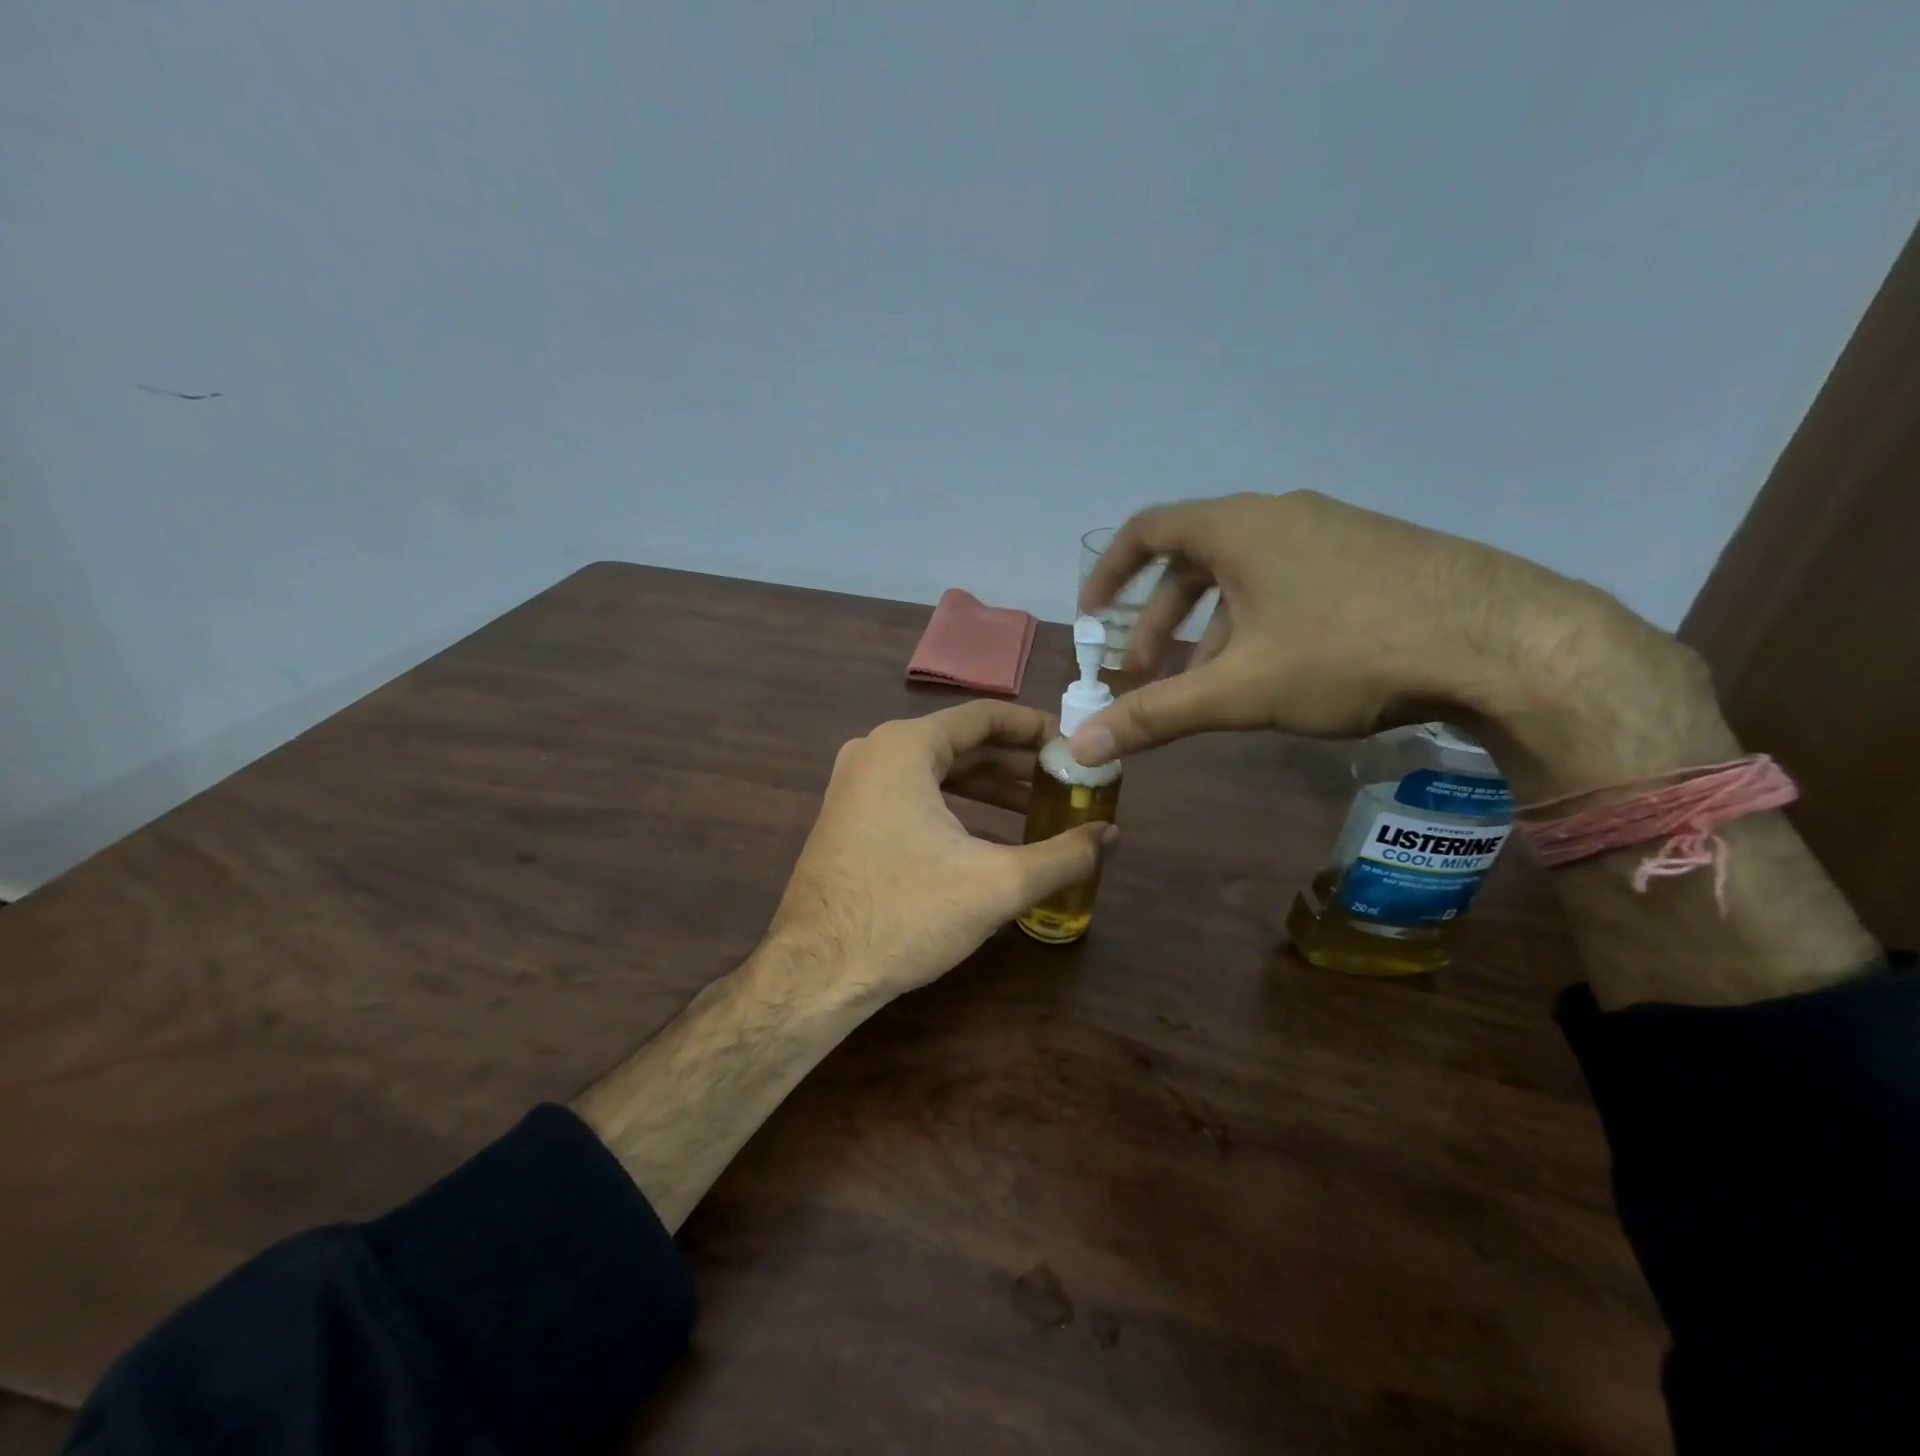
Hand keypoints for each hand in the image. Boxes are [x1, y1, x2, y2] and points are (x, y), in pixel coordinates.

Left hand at [764, 700, 1116, 1005]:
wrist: (815, 973)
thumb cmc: (905, 915)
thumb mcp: (996, 885)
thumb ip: (1063, 856)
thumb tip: (1113, 837)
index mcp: (905, 746)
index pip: (985, 716)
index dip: (1036, 729)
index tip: (1075, 747)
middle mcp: (876, 752)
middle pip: (962, 743)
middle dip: (1017, 764)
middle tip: (1066, 782)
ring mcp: (856, 784)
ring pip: (939, 772)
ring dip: (990, 788)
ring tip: (1041, 809)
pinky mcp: (851, 817)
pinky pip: (915, 795)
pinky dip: (957, 807)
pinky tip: (993, 836)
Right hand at [1074, 491, 1719, 800]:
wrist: (1503, 641)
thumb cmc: (1348, 652)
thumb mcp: (1239, 690)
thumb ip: (1155, 716)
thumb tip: (1081, 748)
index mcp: (1238, 528)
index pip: (1148, 528)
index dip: (1111, 570)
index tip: (1094, 614)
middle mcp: (1280, 515)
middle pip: (1193, 559)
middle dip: (1161, 619)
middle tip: (1146, 671)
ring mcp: (1332, 530)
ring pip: (1244, 575)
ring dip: (1211, 626)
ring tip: (1209, 684)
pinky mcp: (1372, 553)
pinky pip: (1289, 580)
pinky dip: (1259, 620)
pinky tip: (1276, 672)